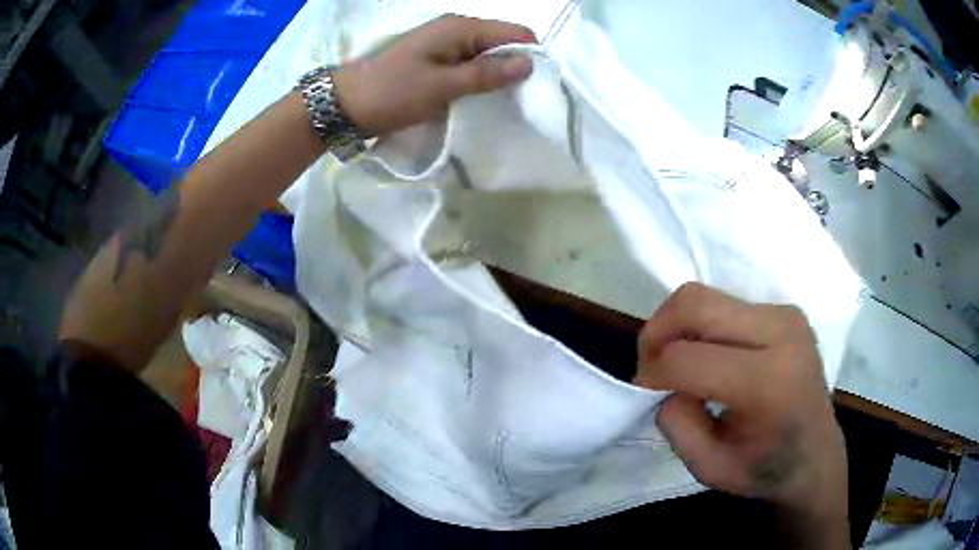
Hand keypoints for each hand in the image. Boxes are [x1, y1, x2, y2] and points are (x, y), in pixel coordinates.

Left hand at [333, 15, 535, 136]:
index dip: (529, 57)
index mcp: (461, 28)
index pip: (516, 33)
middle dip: (514, 68)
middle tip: (514, 101)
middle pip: (503, 42)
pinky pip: (470, 64)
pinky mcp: (436, 58)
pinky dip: (478, 80)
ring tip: (497, 103)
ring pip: (487, 55)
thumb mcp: (442, 86)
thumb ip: (486, 74)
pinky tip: (477, 98)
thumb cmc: (393, 93)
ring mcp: (445, 43)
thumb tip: (529, 63)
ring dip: (496, 77)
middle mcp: (456, 29)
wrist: (346, 103)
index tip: (532, 88)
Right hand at [634, 283, 848, 548]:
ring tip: (676, 362)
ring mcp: (785, 314)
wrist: (816, 454)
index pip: (688, 358)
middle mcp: (781, 333)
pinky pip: (725, 303)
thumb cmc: (765, 468)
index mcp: (768, 381)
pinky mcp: (783, 310)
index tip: (645, 394)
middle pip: (695, 304)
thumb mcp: (709, 468)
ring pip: (705, 296)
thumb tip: (665, 383)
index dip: (652, 373)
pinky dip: (701, 327)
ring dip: (677, 326)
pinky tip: (707, 356)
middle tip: (650, 366)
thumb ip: (677, 424)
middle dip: (657, 333)